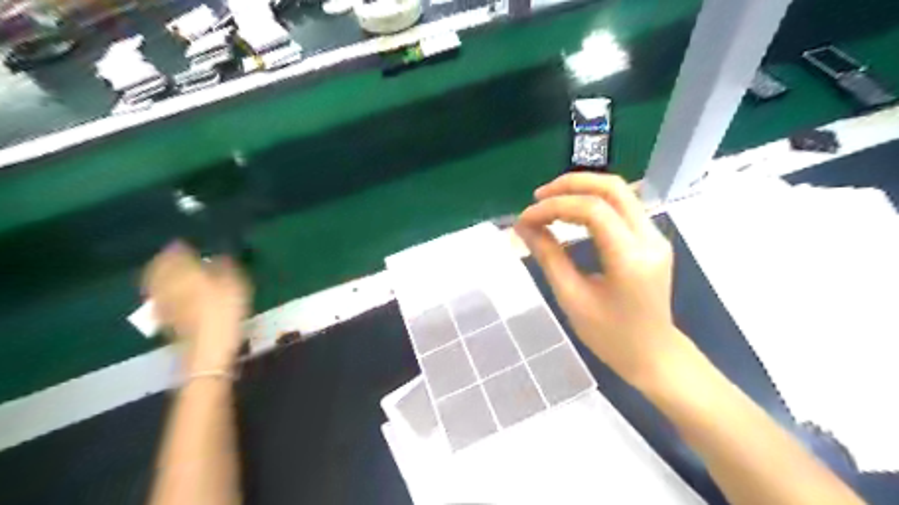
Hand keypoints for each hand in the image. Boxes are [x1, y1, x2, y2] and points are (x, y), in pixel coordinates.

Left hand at [142, 243, 250, 371]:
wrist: (207, 347)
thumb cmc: (223, 310)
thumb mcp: (234, 282)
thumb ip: (225, 265)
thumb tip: (218, 255)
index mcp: (182, 269)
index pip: (175, 250)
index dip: (183, 245)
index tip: (191, 243)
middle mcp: (166, 281)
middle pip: (160, 265)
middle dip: (168, 259)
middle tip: (181, 255)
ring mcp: (162, 300)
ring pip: (157, 280)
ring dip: (164, 274)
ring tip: (177, 272)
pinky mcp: (164, 316)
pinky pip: (161, 295)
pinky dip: (167, 290)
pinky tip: (177, 293)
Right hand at [517, 174, 686, 385]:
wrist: (654, 355)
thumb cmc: (611, 336)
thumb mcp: (572, 298)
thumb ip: (549, 256)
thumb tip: (524, 227)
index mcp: (630, 259)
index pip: (592, 210)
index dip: (554, 207)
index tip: (526, 219)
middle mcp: (650, 239)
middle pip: (612, 188)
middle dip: (570, 184)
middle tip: (538, 197)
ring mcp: (655, 236)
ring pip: (620, 192)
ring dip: (582, 190)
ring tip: (549, 203)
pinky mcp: (652, 239)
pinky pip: (623, 207)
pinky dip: (593, 202)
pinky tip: (571, 214)